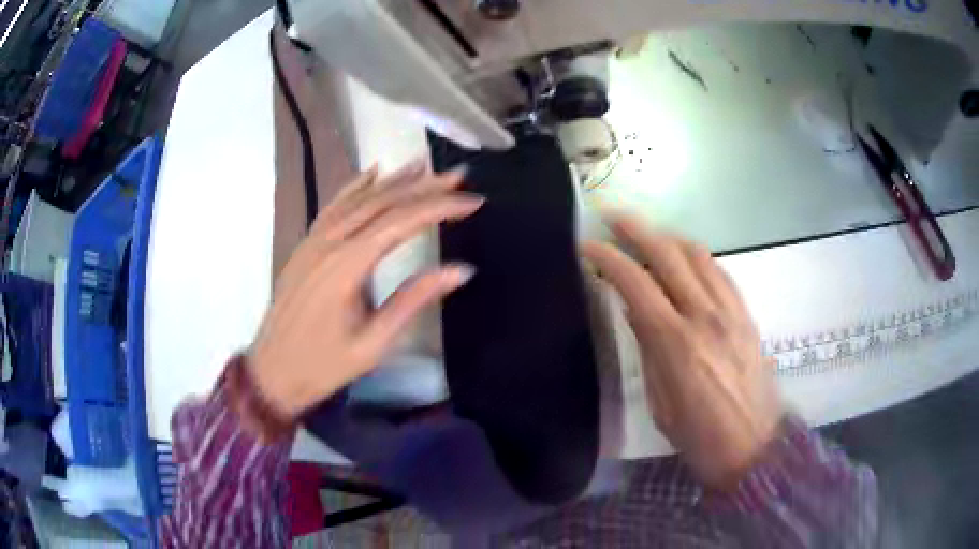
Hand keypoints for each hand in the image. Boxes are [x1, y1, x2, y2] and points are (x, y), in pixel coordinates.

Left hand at [248, 162, 481, 420]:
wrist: (272, 372)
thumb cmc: (324, 365)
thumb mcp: (374, 342)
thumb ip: (414, 300)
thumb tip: (461, 270)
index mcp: (347, 266)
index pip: (401, 222)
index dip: (439, 207)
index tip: (473, 201)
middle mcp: (329, 243)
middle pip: (381, 202)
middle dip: (422, 185)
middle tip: (457, 174)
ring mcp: (313, 241)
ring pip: (357, 198)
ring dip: (393, 180)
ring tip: (423, 164)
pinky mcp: (305, 246)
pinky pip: (333, 207)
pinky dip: (354, 186)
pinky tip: (371, 172)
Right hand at [582, 215, 783, 488]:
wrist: (754, 445)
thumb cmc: (699, 436)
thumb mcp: (660, 402)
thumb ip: (648, 350)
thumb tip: (635, 310)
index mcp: (677, 343)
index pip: (636, 284)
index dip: (608, 258)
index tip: (588, 245)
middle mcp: (705, 315)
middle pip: (668, 254)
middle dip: (636, 229)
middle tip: (612, 215)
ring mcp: (731, 311)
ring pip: (698, 254)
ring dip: (668, 237)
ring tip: (647, 235)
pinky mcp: (746, 314)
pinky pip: (720, 271)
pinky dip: (697, 256)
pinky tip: (685, 259)